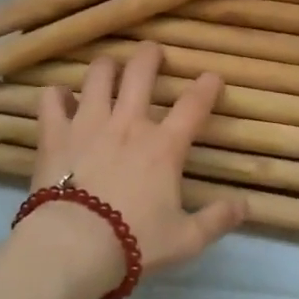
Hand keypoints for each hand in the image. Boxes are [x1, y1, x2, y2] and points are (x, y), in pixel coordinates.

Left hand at [26, 43, 246, 292]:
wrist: (74, 246)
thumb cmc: (133, 242)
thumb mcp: (186, 240)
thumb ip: (217, 220)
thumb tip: (246, 205)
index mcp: (164, 146)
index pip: (193, 105)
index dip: (207, 87)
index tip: (212, 77)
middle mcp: (128, 123)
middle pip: (141, 72)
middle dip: (150, 55)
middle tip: (153, 52)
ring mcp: (88, 123)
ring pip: (99, 75)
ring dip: (107, 66)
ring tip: (109, 66)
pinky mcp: (55, 133)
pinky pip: (52, 99)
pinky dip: (57, 95)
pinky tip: (61, 98)